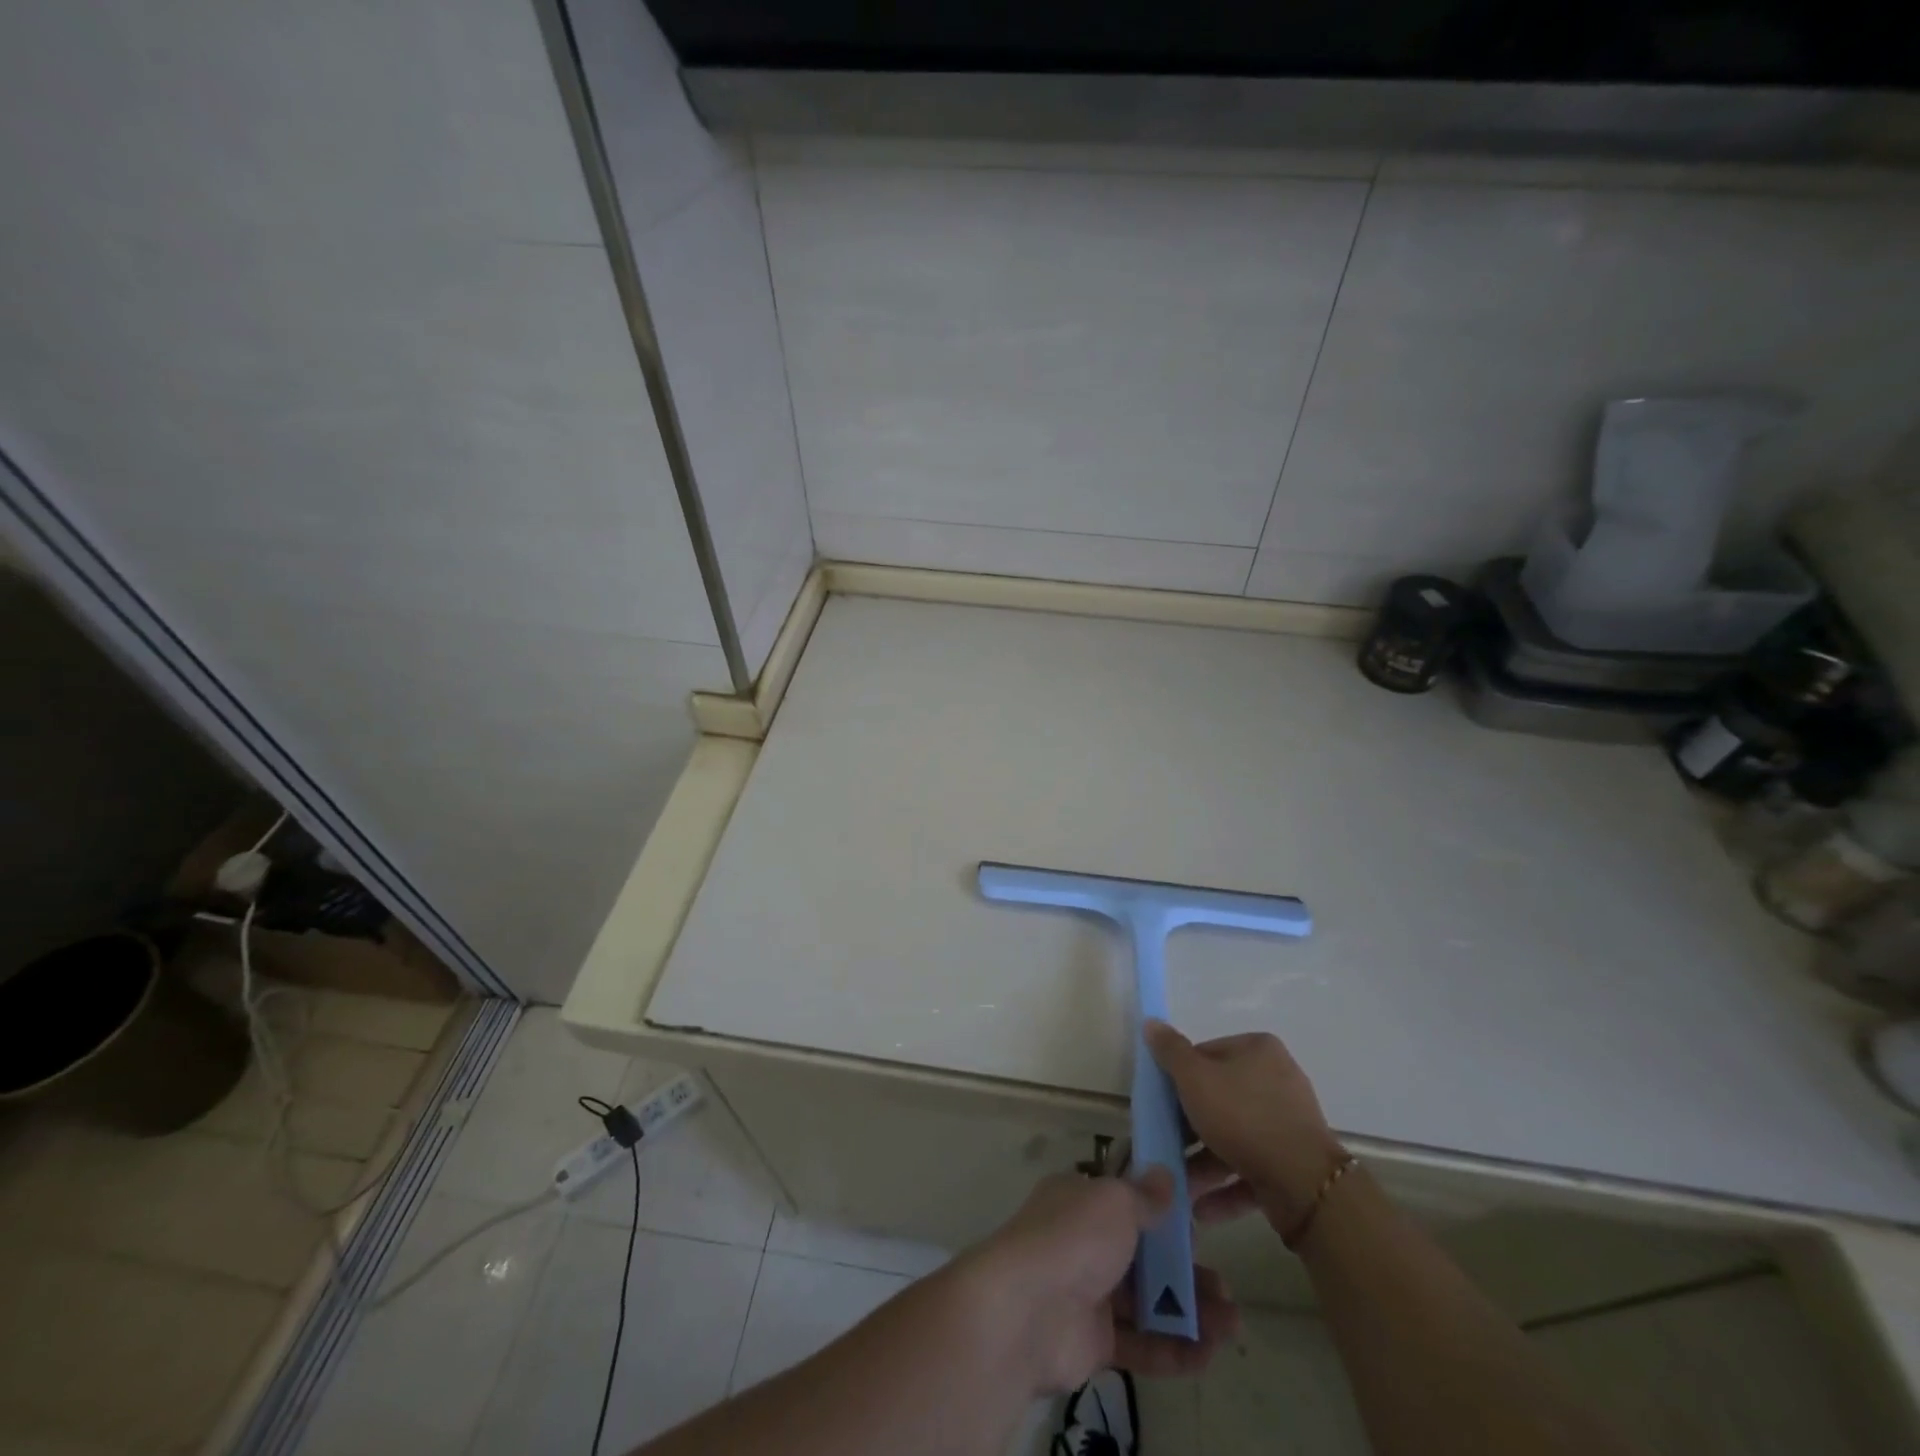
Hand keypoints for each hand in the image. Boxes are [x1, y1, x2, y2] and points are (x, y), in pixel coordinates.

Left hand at [961, 1168, 1239, 1394]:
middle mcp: (1084, 1242)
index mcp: (1083, 1200)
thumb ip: (1145, 1195)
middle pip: (1145, 1255)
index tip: (1205, 1219)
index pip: (1130, 1198)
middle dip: (1187, 1270)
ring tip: (1232, 1325)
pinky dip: (1174, 1350)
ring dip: (1190, 1312)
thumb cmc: (1074, 1238)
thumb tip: (1166, 1177)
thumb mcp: (1114, 1201)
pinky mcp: (1093, 1341)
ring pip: (1148, 1301)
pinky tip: (1208, 1354)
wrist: (1026, 1310)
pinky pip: (1140, 1343)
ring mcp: (1088, 1293)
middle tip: (1227, 1288)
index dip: (1167, 1209)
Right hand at [1145, 1020, 1346, 1231]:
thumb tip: (1151, 1022)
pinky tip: (1200, 1209)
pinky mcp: (1294, 1165)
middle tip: (1167, 1146)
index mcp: (1258, 1050)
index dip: (1180, 1078)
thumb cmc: (1242, 1116)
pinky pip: (1251, 1169)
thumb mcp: (1194, 1078)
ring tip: (1179, 1187)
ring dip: (1204, 1163)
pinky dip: (1226, 1186)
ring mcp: (1289, 1124)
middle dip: (1190, 1129)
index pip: (1206, 1055)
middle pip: (1220, 1098)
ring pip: (1234, 1138)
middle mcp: (1277, 1080)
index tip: (1163, 1104)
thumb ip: (1170, 1052)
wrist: (1304, 1184)